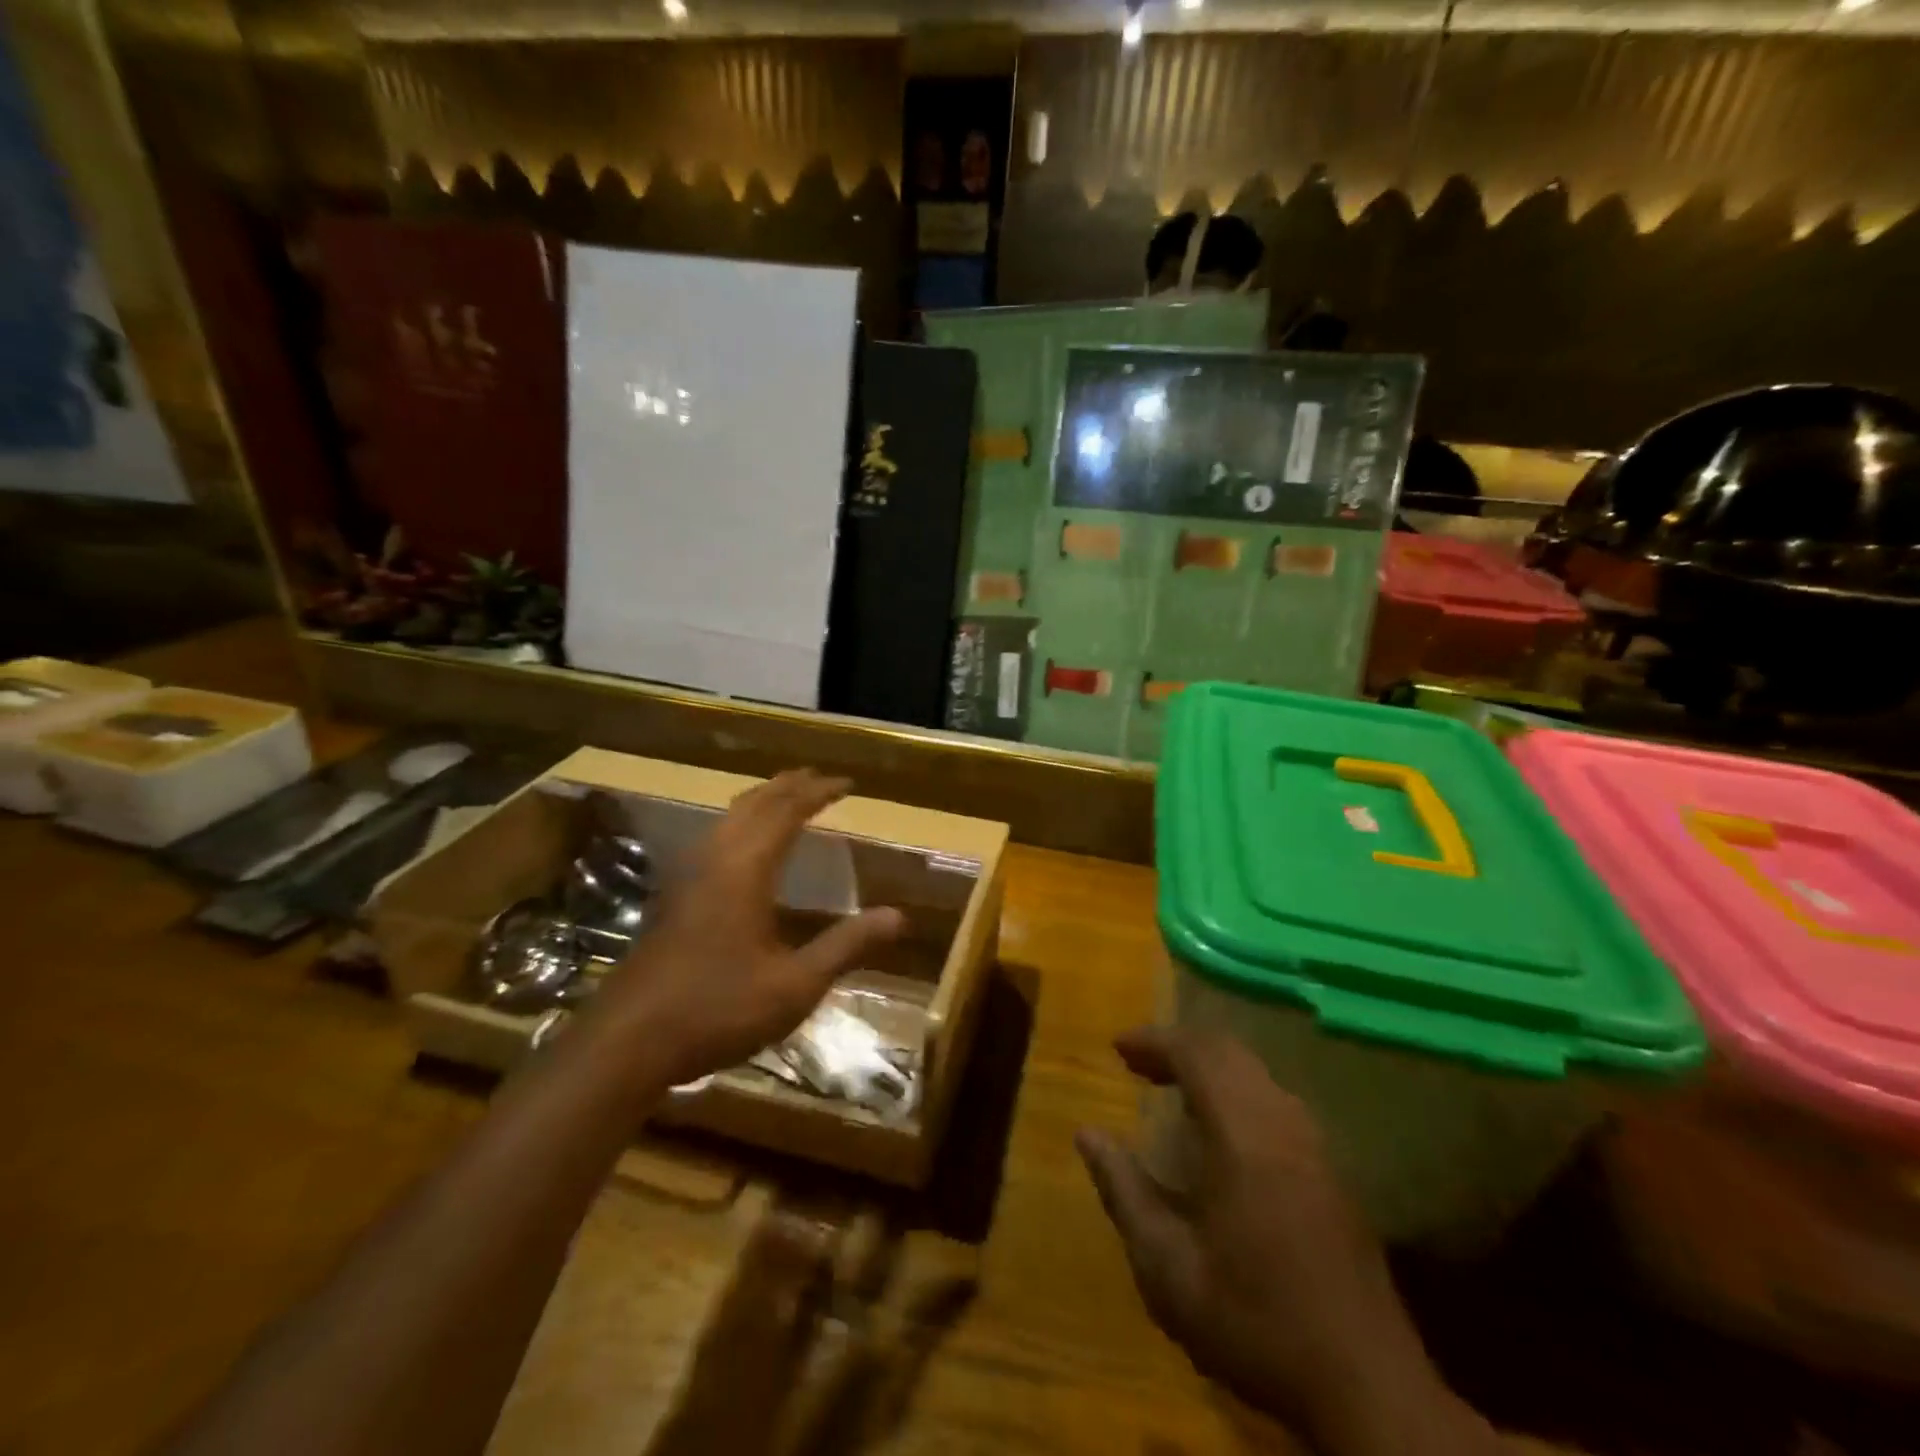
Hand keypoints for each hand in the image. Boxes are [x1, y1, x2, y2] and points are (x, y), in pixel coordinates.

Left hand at [597, 770, 904, 1087]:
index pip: (786, 812)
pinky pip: (713, 838)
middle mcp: (713, 861)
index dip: (818, 792)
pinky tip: (743, 849)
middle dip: (788, 785)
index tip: (847, 783)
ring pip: (727, 818)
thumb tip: (898, 916)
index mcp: (744, 870)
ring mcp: (686, 877)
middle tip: (818, 778)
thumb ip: (846, 946)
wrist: (626, 1042)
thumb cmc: (717, 1010)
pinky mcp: (672, 898)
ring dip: (761, 800)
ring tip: (785, 799)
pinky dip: (740, 823)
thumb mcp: (795, 986)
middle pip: (753, 804)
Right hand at [1077, 1027, 1495, 1455]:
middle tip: (1139, 1064)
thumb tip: (1087, 1134)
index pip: (1196, 1054)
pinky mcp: (1332, 1170)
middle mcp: (1282, 1124)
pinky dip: (1236, 1089)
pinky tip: (1220, 1129)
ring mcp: (1314, 1146)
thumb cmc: (1254, 1322)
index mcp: (1243, 1136)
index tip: (1117, 1048)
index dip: (1154, 1041)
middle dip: (1179, 1046)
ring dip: (1210, 1066)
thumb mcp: (1168, 1268)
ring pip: (1256, 1072)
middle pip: (1229, 1052)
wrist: (1367, 1389)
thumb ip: (1124, 1192)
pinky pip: (1275, 1099)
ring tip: (1172, 1088)